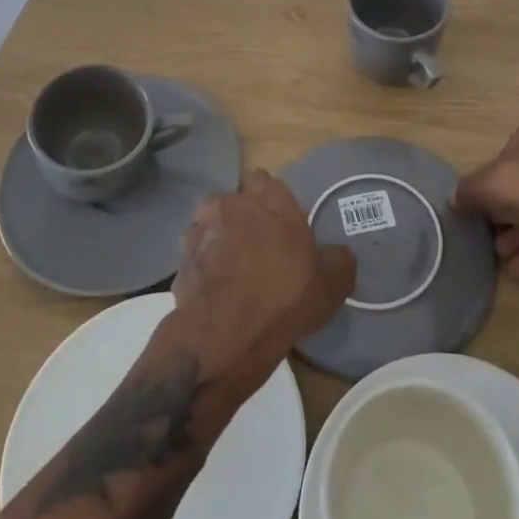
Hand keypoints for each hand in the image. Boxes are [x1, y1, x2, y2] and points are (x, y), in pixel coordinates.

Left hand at [163, 169, 355, 397]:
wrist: (225, 337)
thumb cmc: (285, 298)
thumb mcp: (332, 283)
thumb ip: (337, 259)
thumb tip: (338, 254)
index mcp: (270, 200)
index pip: (264, 180)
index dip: (269, 200)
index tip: (277, 222)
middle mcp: (232, 205)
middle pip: (234, 202)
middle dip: (241, 218)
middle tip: (256, 247)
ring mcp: (200, 232)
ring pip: (209, 227)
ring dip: (217, 240)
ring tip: (231, 271)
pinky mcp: (180, 262)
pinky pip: (195, 258)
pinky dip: (203, 269)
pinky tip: (215, 292)